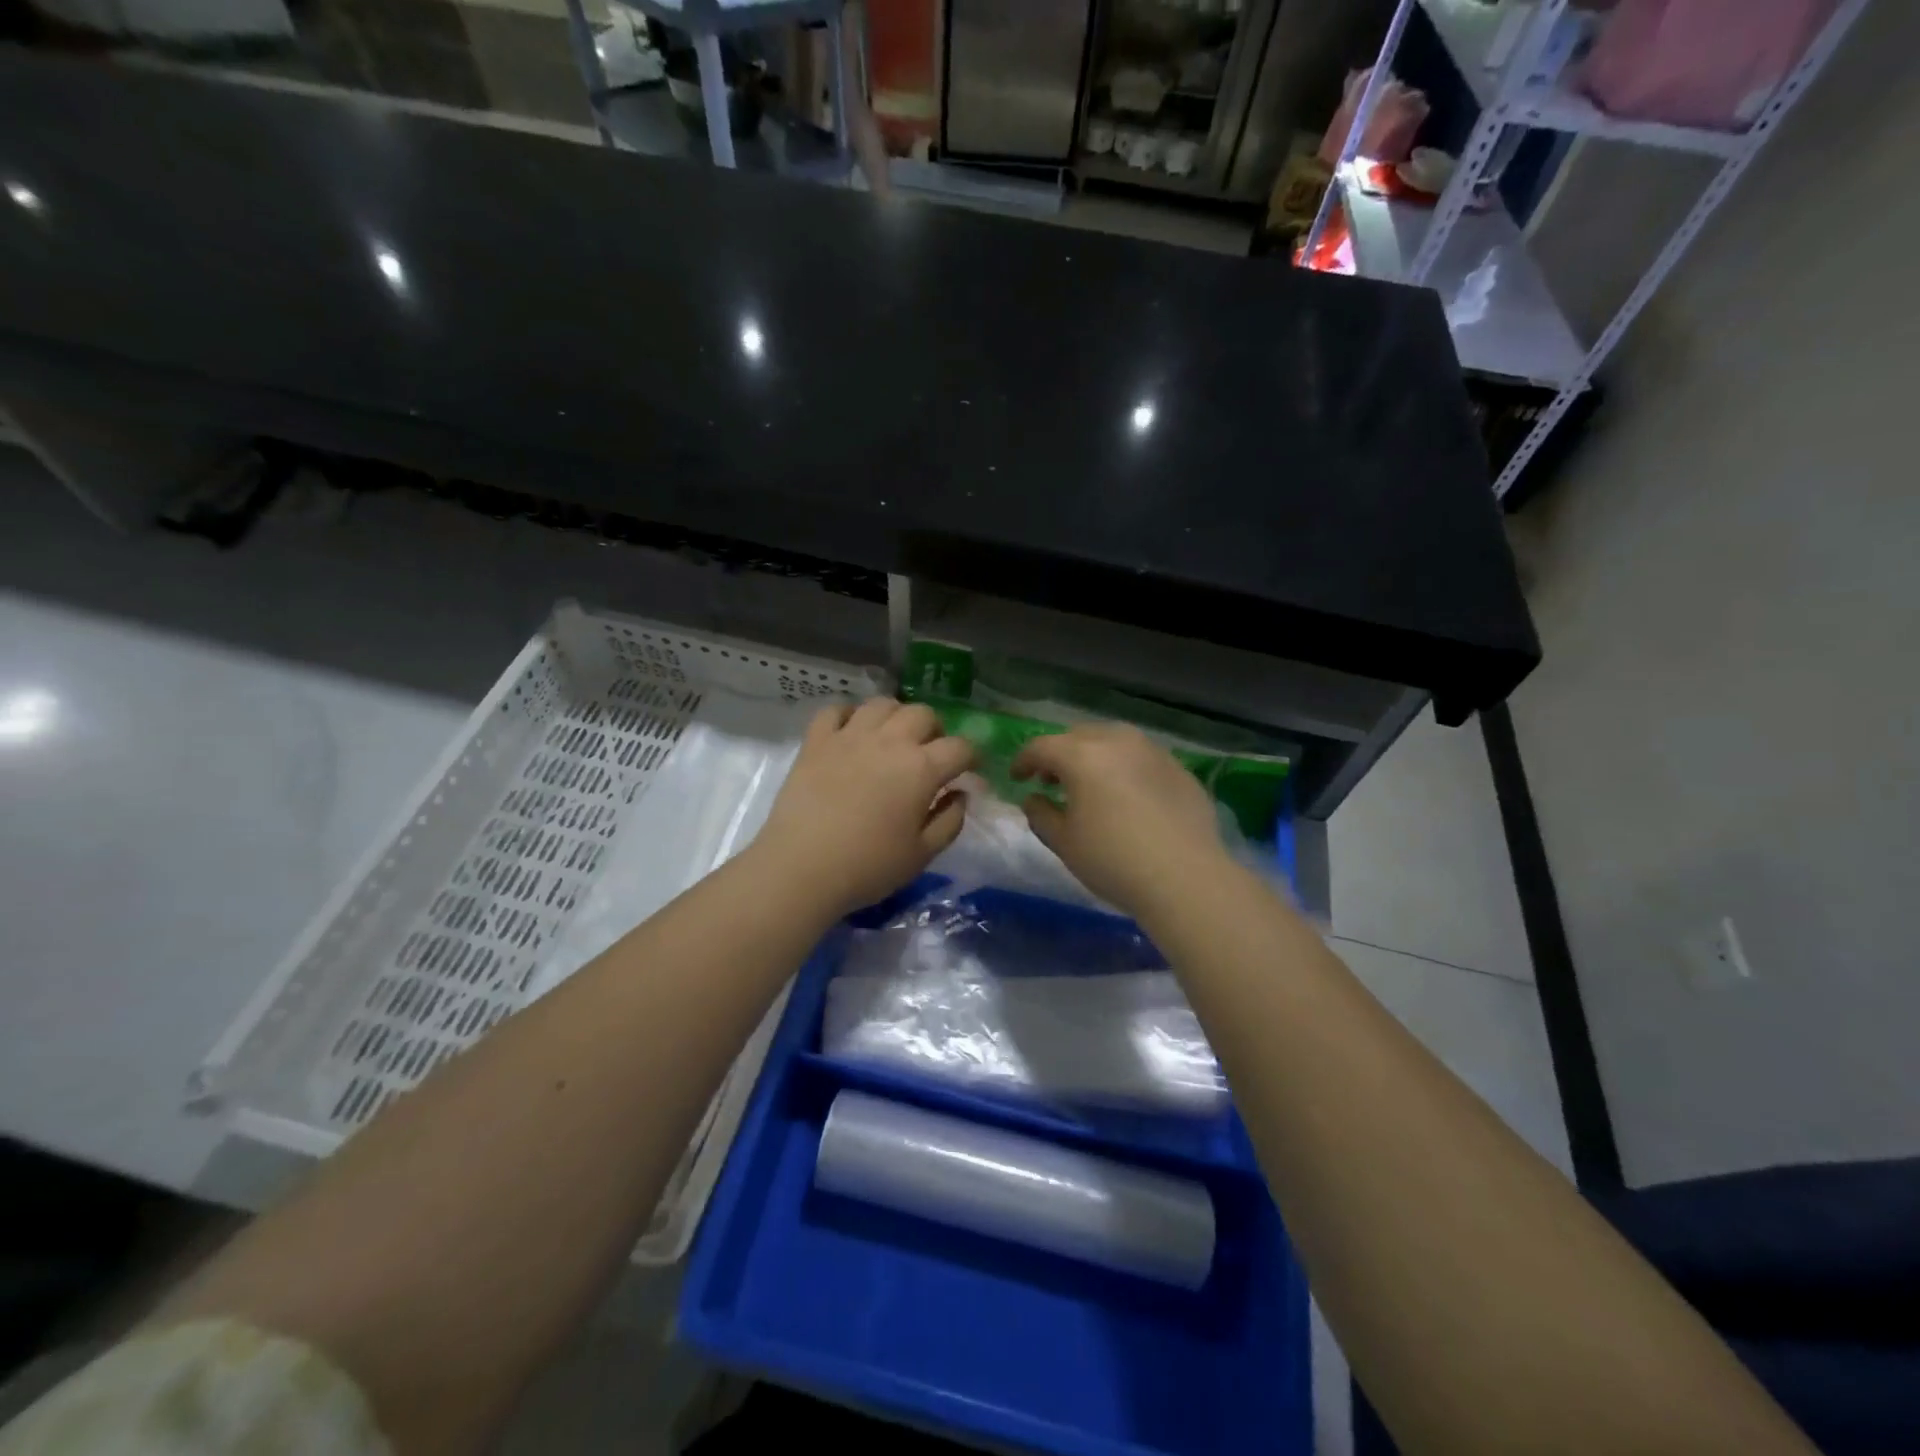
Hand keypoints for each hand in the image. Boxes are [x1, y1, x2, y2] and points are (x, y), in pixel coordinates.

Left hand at [752, 698, 975, 917]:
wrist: (801, 868)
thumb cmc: (868, 867)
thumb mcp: (922, 854)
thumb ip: (950, 821)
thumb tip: (960, 794)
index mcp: (921, 768)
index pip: (960, 747)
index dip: (973, 757)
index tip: (971, 771)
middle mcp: (889, 741)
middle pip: (923, 714)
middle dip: (936, 730)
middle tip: (931, 754)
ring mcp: (849, 736)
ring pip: (882, 704)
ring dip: (896, 716)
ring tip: (893, 738)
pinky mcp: (816, 741)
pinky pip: (835, 710)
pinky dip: (848, 715)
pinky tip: (851, 732)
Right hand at [1012, 723, 1229, 918]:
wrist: (1186, 878)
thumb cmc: (1113, 861)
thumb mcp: (1064, 843)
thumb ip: (1041, 814)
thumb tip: (1033, 799)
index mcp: (1082, 755)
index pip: (1042, 747)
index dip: (1024, 760)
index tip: (1017, 778)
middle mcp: (1118, 741)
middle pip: (1079, 736)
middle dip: (1060, 754)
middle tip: (1051, 779)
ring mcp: (1153, 752)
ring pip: (1114, 741)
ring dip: (1094, 756)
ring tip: (1091, 784)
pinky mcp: (1180, 768)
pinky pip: (1142, 758)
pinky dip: (1125, 768)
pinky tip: (1128, 796)